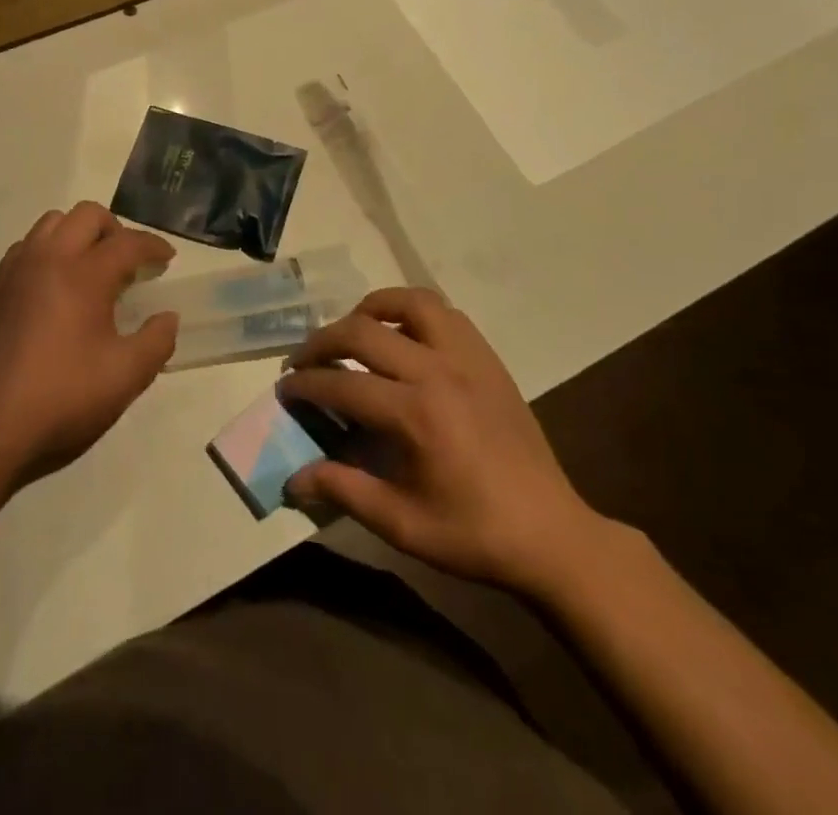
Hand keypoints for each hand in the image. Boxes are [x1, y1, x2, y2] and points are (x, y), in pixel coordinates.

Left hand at [0, 203, 177, 486]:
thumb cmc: (62, 398)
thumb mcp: (126, 377)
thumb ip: (157, 341)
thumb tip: (167, 317)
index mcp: (84, 275)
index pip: (127, 242)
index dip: (154, 246)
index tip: (168, 258)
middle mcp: (48, 258)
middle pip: (87, 215)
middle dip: (116, 229)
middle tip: (129, 262)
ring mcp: (15, 270)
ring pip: (52, 223)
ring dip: (78, 234)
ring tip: (90, 269)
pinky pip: (26, 247)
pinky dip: (48, 251)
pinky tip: (54, 287)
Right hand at [280, 288, 609, 598]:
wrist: (552, 534)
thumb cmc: (474, 534)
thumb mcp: (402, 524)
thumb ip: (344, 491)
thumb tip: (292, 479)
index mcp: (416, 414)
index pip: (342, 383)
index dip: (305, 384)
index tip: (285, 389)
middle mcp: (438, 371)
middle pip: (363, 331)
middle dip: (322, 341)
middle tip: (304, 361)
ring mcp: (468, 357)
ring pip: (409, 302)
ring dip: (370, 310)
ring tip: (353, 333)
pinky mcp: (487, 358)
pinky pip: (444, 313)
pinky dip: (412, 313)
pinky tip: (402, 338)